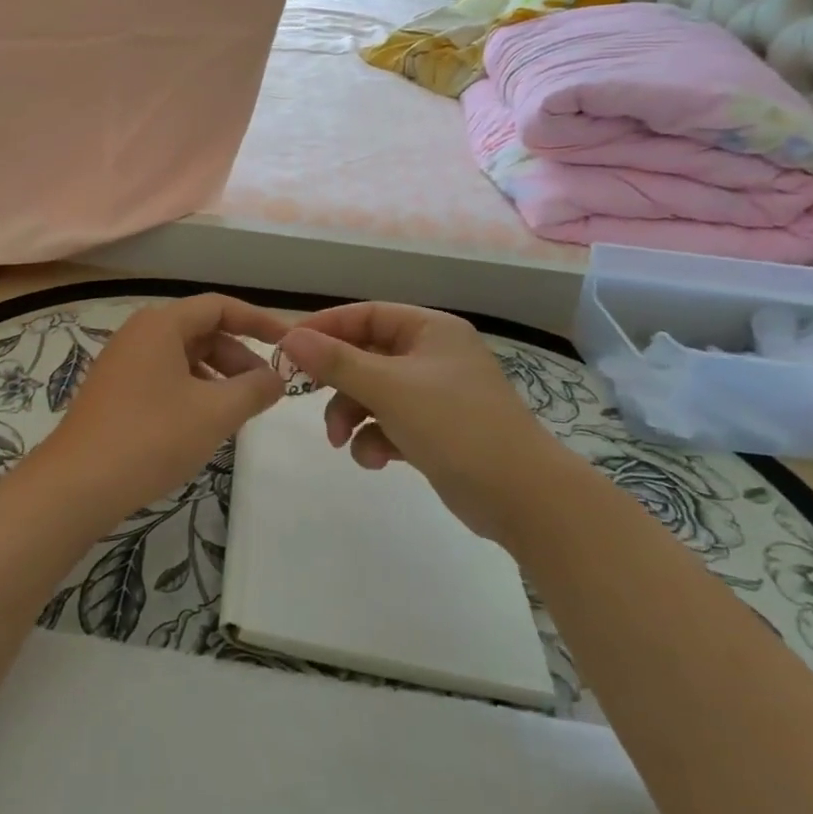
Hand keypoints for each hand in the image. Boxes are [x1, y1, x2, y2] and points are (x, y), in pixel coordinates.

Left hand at [33, 293, 288, 523]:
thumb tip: (278, 378)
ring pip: (184, 357)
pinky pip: (165, 377)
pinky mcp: (115, 391)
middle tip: (266, 390)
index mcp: (161, 324)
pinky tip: (204, 423)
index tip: (289, 343)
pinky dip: (193, 391)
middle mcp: (140, 333)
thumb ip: (254, 390)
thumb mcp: (214, 413)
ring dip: (218, 377)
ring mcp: (123, 362)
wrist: (76, 486)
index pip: (220, 307)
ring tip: (239, 411)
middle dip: (239, 357)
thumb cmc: (151, 438)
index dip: (259, 320)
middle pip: (202, 331)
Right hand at [279, 302, 550, 537]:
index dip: (326, 327)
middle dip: (337, 381)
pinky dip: (376, 438)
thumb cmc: (456, 426)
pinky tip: (374, 460)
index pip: (367, 315)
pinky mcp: (437, 432)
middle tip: (302, 394)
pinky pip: (391, 423)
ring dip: (351, 414)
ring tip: (340, 441)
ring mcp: (437, 395)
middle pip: (367, 355)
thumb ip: (337, 362)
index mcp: (431, 330)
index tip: (288, 347)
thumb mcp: (389, 389)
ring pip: (375, 392)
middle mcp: (434, 355)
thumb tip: (289, 337)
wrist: (524, 498)